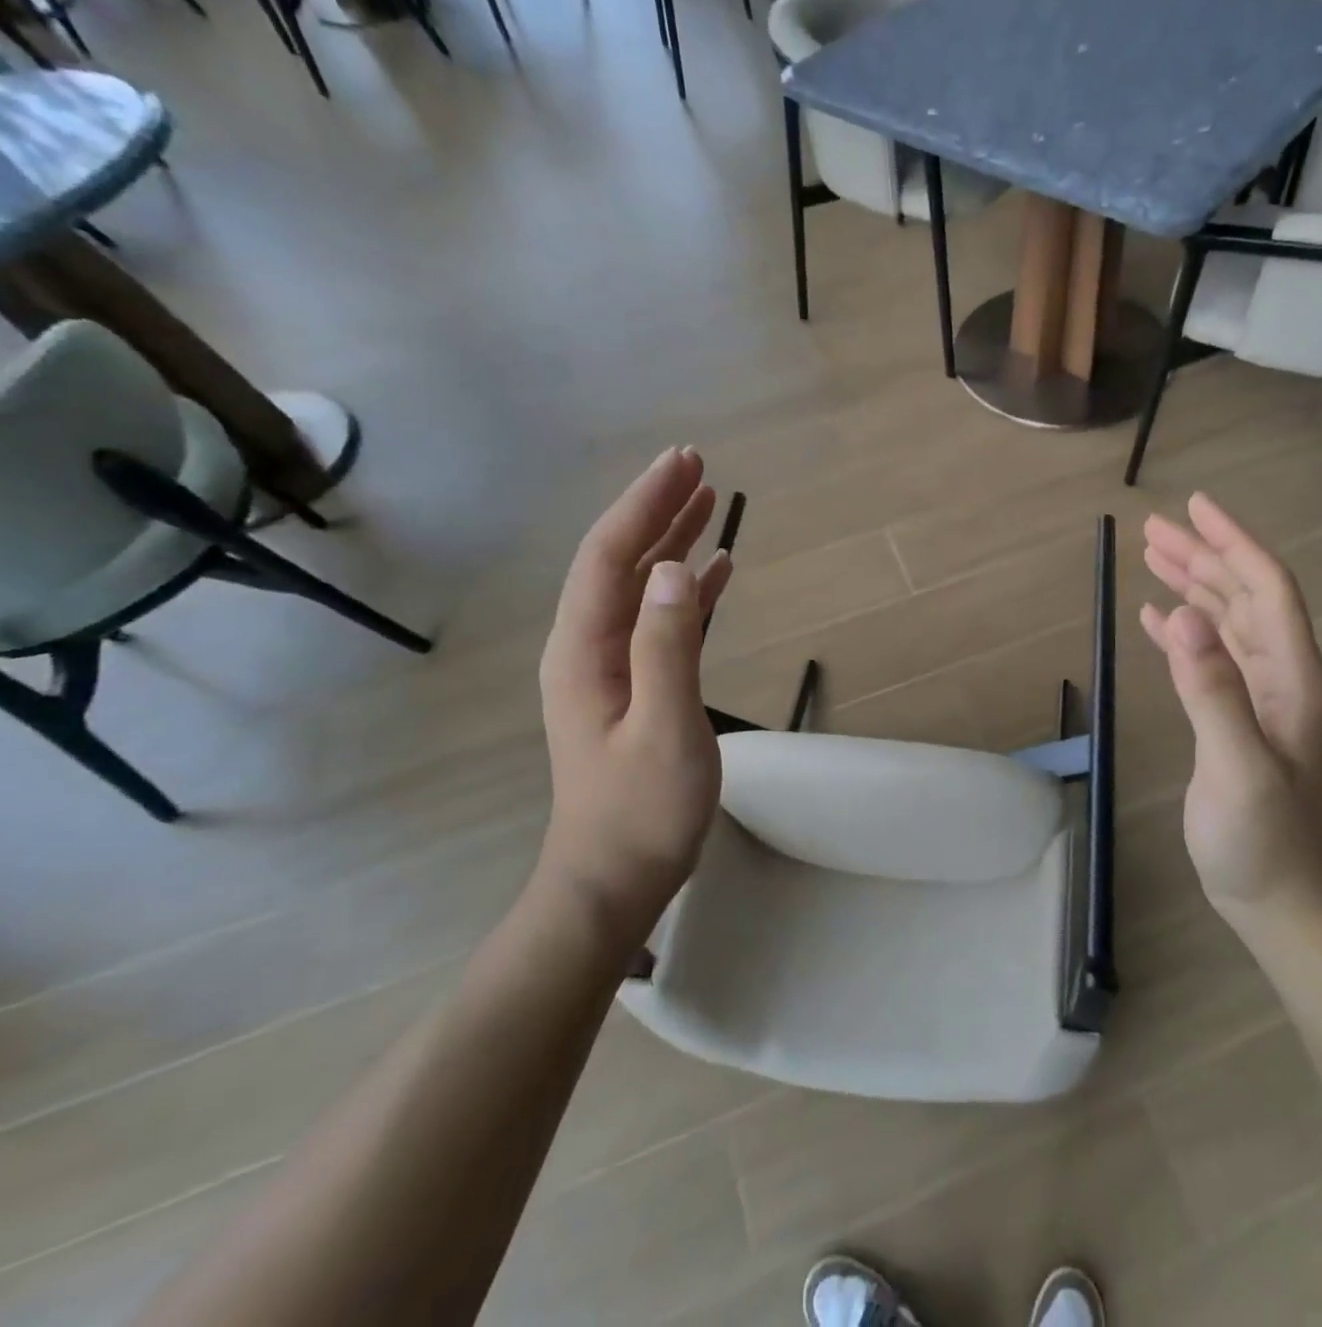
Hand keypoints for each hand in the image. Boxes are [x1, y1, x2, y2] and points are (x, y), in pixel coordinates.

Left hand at [537, 447, 732, 940]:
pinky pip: (662, 622)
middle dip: (657, 511)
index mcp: (585, 651)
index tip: (683, 463)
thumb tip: (677, 568)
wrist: (615, 879)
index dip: (645, 506)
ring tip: (710, 503)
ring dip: (674, 543)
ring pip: (643, 587)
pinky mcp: (637, 687)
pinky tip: (715, 573)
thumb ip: (668, 646)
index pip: (610, 558)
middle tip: (698, 466)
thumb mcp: (664, 728)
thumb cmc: (641, 811)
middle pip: (622, 562)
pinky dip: (689, 591)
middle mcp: (590, 648)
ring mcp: (612, 668)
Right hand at [1141, 494, 1321, 927]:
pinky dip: (1181, 631)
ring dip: (1191, 586)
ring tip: (1152, 555)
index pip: (1265, 590)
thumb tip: (1181, 616)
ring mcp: (1255, 698)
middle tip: (1153, 527)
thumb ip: (1213, 691)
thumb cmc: (1265, 839)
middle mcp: (1277, 676)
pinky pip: (1206, 658)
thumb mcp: (1238, 766)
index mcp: (1289, 677)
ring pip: (1223, 622)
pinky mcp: (1231, 719)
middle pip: (1241, 597)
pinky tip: (1156, 618)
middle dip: (1202, 556)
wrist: (1280, 899)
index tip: (1195, 506)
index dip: (1233, 543)